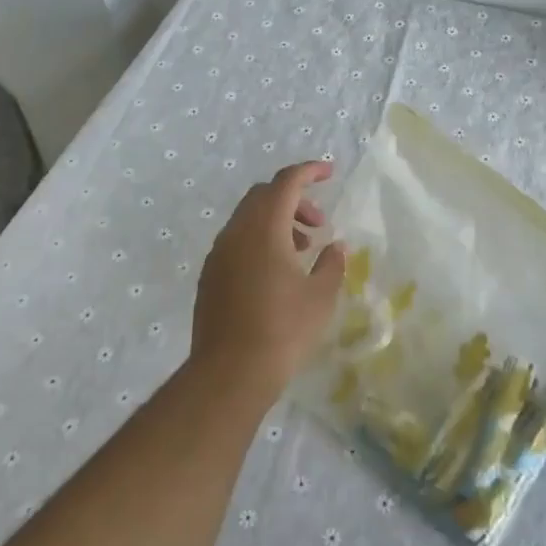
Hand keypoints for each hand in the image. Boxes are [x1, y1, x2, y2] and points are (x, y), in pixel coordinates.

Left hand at [191, 161, 346, 403]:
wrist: (229, 374)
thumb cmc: (283, 330)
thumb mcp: (320, 297)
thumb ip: (331, 264)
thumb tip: (336, 246)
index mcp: (264, 228)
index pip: (286, 182)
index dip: (308, 171)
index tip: (329, 172)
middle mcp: (236, 233)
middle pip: (264, 196)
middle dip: (294, 199)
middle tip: (319, 224)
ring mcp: (218, 255)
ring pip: (248, 219)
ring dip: (277, 222)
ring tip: (303, 250)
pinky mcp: (210, 276)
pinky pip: (237, 241)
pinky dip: (260, 240)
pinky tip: (277, 272)